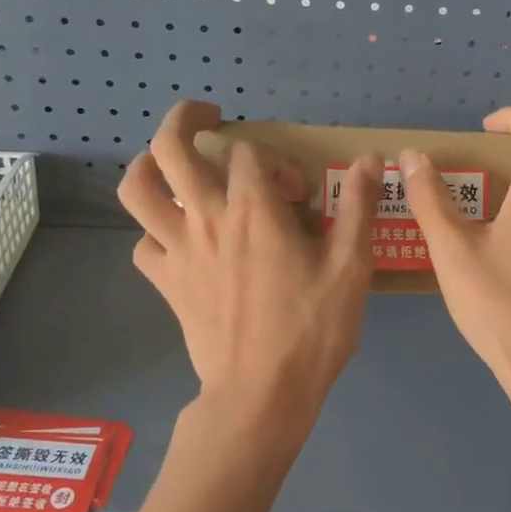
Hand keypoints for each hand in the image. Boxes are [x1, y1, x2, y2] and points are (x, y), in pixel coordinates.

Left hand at [118, 101, 382, 428]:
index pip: (248, 152)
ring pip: (137, 190)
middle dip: (185, 119)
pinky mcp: (166, 284)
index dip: (275, 160)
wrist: (262, 394)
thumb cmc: (311, 330)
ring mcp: (178, 252)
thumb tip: (372, 158)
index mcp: (252, 210)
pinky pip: (144, 246)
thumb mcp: (351, 267)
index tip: (299, 193)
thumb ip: (359, 207)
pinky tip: (179, 240)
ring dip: (148, 166)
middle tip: (208, 117)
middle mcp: (206, 220)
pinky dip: (156, 233)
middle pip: (170, 148)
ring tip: (171, 165)